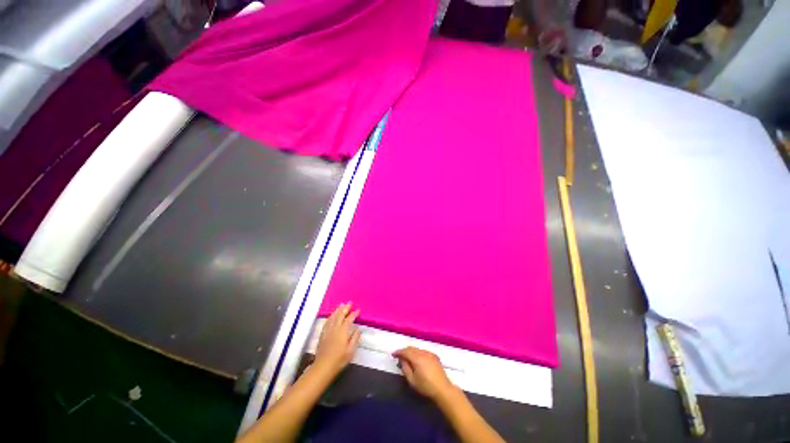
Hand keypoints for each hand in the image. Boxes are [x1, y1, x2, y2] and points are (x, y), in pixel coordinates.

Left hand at [314, 303, 360, 376]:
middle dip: (345, 308)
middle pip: (340, 315)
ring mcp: (328, 331)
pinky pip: (327, 322)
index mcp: (343, 331)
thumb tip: (358, 329)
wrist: (323, 367)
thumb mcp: (350, 350)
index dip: (354, 314)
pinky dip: (330, 316)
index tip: (358, 310)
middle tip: (349, 302)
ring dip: (338, 310)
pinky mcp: (322, 334)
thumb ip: (355, 338)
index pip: (349, 319)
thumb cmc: (339, 359)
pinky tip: (332, 315)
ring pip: (333, 317)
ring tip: (341, 304)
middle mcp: (335, 328)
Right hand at [392, 347, 457, 400]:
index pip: (405, 351)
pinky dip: (418, 353)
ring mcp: (430, 353)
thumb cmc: (426, 386)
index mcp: (417, 358)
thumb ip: (405, 368)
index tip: (393, 355)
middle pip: (412, 348)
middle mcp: (423, 352)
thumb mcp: (412, 380)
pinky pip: (423, 351)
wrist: (443, 389)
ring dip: (411, 352)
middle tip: (399, 357)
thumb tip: (402, 360)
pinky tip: (417, 360)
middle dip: (405, 351)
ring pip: (418, 349)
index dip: (398, 352)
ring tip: (408, 359)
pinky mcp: (435, 356)